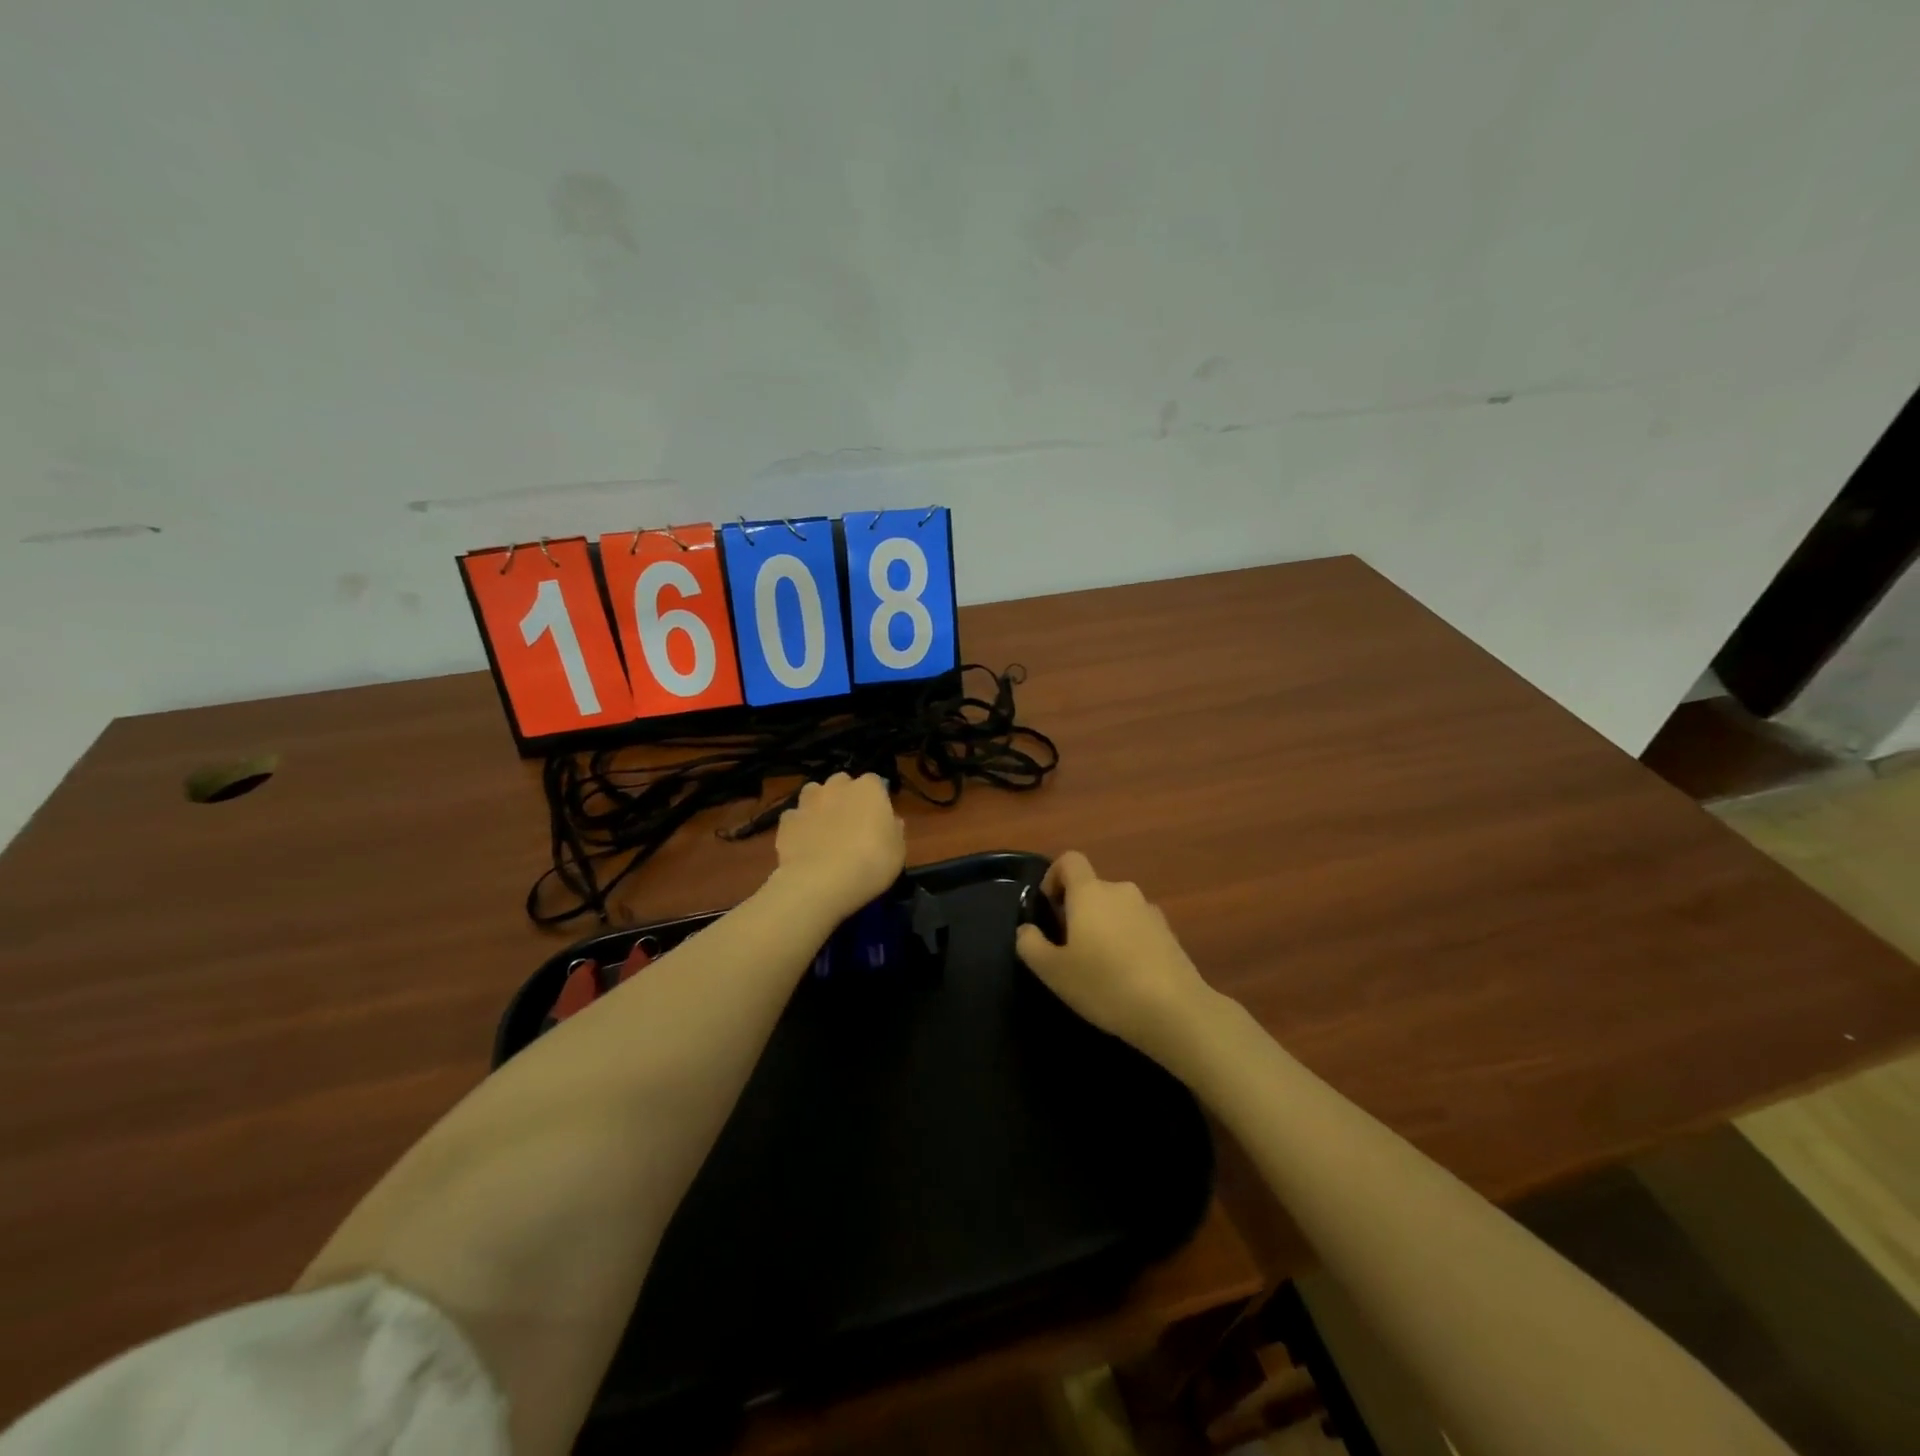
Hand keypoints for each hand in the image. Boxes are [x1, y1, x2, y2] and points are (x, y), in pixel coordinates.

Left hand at [771, 773, 906, 922]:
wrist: (821, 881)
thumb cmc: (871, 862)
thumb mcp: (898, 850)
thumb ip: (894, 829)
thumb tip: (891, 821)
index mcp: (869, 789)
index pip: (875, 781)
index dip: (875, 798)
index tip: (878, 816)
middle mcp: (837, 787)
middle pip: (842, 782)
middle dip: (845, 795)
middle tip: (850, 821)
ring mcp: (808, 802)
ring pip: (813, 793)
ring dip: (819, 804)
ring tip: (824, 829)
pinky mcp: (786, 821)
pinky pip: (794, 817)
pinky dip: (799, 826)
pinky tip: (803, 844)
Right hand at [1015, 852, 1220, 1068]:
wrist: (1175, 1010)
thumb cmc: (1105, 984)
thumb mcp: (1053, 972)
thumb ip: (1031, 945)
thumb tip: (1027, 929)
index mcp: (1090, 892)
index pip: (1070, 860)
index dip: (1053, 876)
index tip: (1048, 907)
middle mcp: (1121, 891)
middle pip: (1093, 888)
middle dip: (1077, 910)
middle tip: (1068, 948)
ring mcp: (1149, 911)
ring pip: (1116, 909)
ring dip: (1103, 927)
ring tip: (1099, 966)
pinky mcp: (1169, 933)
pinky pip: (1137, 927)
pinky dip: (1127, 941)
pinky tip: (1126, 976)